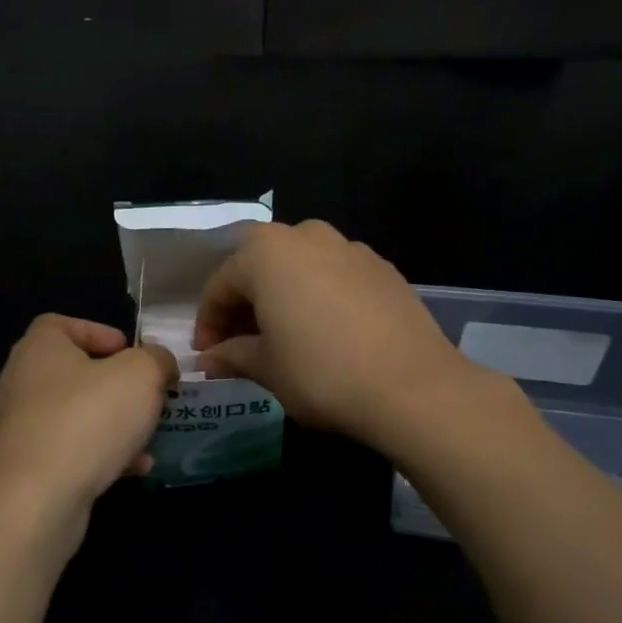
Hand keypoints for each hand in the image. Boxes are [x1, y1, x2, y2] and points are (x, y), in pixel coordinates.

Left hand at [0, 315, 178, 511]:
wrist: (37, 498)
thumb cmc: (88, 419)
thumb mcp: (141, 375)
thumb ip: (156, 360)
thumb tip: (159, 363)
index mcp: (40, 348)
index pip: (61, 324)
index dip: (98, 332)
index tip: (130, 352)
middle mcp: (22, 382)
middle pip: (74, 372)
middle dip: (116, 385)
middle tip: (148, 396)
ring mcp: (21, 428)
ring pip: (76, 416)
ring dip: (114, 423)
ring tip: (148, 436)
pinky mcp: (27, 468)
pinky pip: (71, 451)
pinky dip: (102, 456)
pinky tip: (135, 469)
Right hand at [193, 220, 479, 447]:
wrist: (413, 386)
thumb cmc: (321, 373)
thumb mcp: (266, 368)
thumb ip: (232, 355)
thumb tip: (208, 360)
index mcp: (266, 252)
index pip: (221, 285)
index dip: (208, 323)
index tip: (208, 356)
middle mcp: (306, 236)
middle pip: (260, 268)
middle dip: (245, 306)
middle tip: (240, 346)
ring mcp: (350, 248)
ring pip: (299, 269)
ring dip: (282, 299)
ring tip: (282, 339)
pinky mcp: (383, 268)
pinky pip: (334, 277)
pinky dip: (319, 299)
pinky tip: (325, 334)